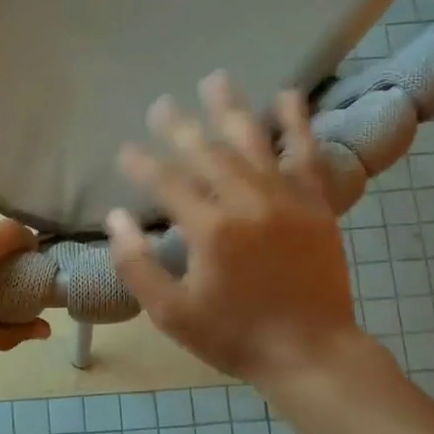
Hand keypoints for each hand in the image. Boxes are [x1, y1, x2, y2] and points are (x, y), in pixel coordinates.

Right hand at [106, 73, 364, 382]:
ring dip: (231, 110)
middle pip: (207, 152)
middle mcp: (248, 202)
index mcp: (211, 229)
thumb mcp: (172, 313)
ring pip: (254, 142)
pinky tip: (288, 97)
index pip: (167, 182)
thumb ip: (138, 265)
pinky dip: (297, 124)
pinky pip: (306, 154)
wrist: (312, 354)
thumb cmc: (235, 336)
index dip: (141, 163)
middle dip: (179, 126)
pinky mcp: (316, 204)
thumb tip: (116, 219)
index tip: (125, 149)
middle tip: (160, 104)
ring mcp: (287, 199)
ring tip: (215, 80)